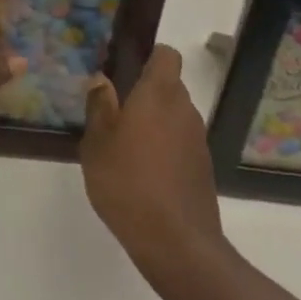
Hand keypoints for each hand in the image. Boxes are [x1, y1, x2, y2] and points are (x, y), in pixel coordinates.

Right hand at [80, 45, 223, 273]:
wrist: (176, 244)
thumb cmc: (128, 182)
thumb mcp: (97, 143)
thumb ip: (99, 106)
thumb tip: (101, 80)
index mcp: (159, 94)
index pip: (167, 55)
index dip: (149, 56)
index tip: (126, 69)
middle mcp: (184, 109)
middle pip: (169, 86)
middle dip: (146, 93)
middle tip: (116, 110)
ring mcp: (198, 141)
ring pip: (175, 116)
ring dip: (155, 123)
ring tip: (126, 146)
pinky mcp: (203, 169)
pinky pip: (181, 143)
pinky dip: (166, 149)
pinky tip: (143, 173)